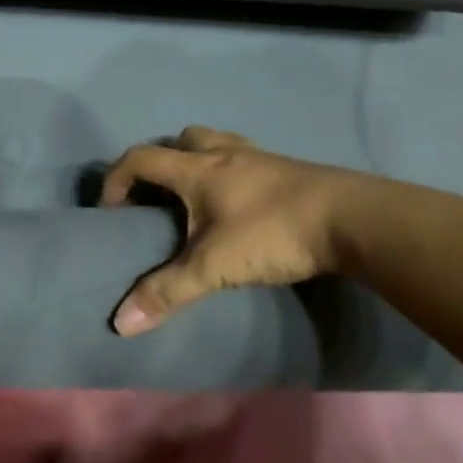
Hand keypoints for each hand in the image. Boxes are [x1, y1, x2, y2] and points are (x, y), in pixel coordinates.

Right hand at [98, 126, 363, 334]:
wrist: (351, 219)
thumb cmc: (271, 233)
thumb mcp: (213, 267)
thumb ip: (166, 292)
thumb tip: (120, 323)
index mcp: (197, 169)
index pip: (141, 158)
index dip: (116, 179)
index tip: (110, 210)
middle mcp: (224, 153)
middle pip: (181, 139)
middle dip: (161, 162)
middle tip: (159, 197)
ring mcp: (260, 157)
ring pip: (216, 143)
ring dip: (198, 162)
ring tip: (198, 198)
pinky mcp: (288, 169)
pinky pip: (245, 159)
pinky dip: (231, 172)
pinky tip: (239, 203)